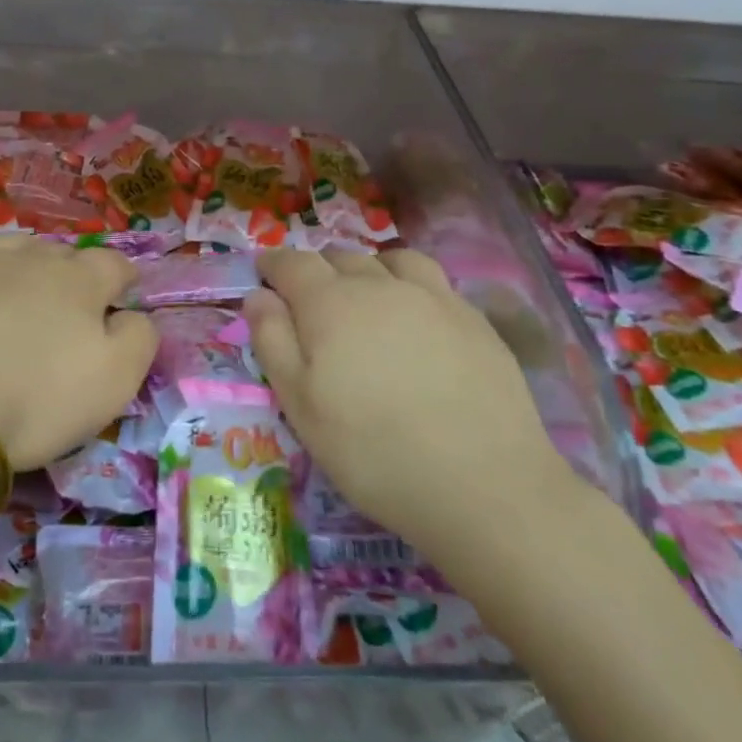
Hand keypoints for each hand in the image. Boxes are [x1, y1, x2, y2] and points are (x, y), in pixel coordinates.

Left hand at [0, 235, 158, 468]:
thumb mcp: (114, 380)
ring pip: (5, 245)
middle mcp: (28, 260)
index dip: (124, 278)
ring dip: (19, 257)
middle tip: (68, 303)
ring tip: (18, 278)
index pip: (113, 265)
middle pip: (58, 253)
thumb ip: (138, 339)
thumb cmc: (34, 398)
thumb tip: (134, 316)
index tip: (124, 293)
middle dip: (70, 271)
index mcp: (79, 281)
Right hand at [246, 248, 579, 553]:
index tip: (263, 272)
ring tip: (364, 295)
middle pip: (339, 257)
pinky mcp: (471, 316)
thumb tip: (257, 295)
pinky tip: (414, 313)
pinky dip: (408, 282)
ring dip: (366, 268)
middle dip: (317, 270)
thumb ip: (272, 341)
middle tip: (310, 301)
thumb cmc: (373, 451)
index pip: (291, 264)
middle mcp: (378, 285)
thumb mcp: (300, 406)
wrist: (484, 484)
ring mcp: (430, 296)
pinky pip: (429, 278)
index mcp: (329, 303)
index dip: (272, 264)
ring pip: (387, 260)